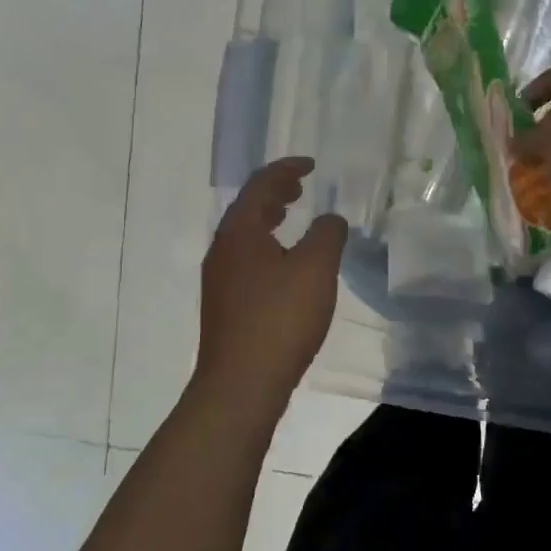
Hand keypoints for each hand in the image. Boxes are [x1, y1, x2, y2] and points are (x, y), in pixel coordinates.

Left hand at [196, 158, 348, 418]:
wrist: (240, 385)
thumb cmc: (279, 319)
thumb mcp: (316, 268)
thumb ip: (327, 235)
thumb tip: (330, 220)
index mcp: (240, 231)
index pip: (261, 184)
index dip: (286, 169)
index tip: (310, 165)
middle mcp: (223, 249)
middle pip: (248, 207)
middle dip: (275, 192)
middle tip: (300, 187)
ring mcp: (220, 279)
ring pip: (245, 235)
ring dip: (269, 219)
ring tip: (292, 217)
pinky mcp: (225, 304)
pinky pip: (246, 258)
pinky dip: (267, 245)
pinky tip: (286, 265)